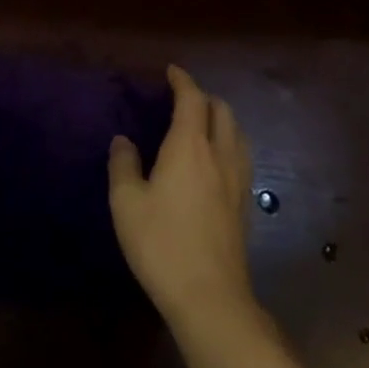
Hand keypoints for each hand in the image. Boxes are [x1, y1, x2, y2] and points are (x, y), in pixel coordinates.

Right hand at [109, 65, 255, 329]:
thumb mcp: (126, 203)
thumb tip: (123, 140)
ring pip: (237, 132)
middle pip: (222, 110)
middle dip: (203, 96)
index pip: (192, 99)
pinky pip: (241, 156)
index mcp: (189, 146)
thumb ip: (123, 165)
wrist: (210, 296)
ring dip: (220, 118)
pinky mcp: (245, 204)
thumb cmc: (161, 243)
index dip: (182, 80)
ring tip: (200, 125)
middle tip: (181, 99)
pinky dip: (228, 143)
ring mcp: (238, 180)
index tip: (171, 71)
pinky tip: (214, 161)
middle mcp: (220, 154)